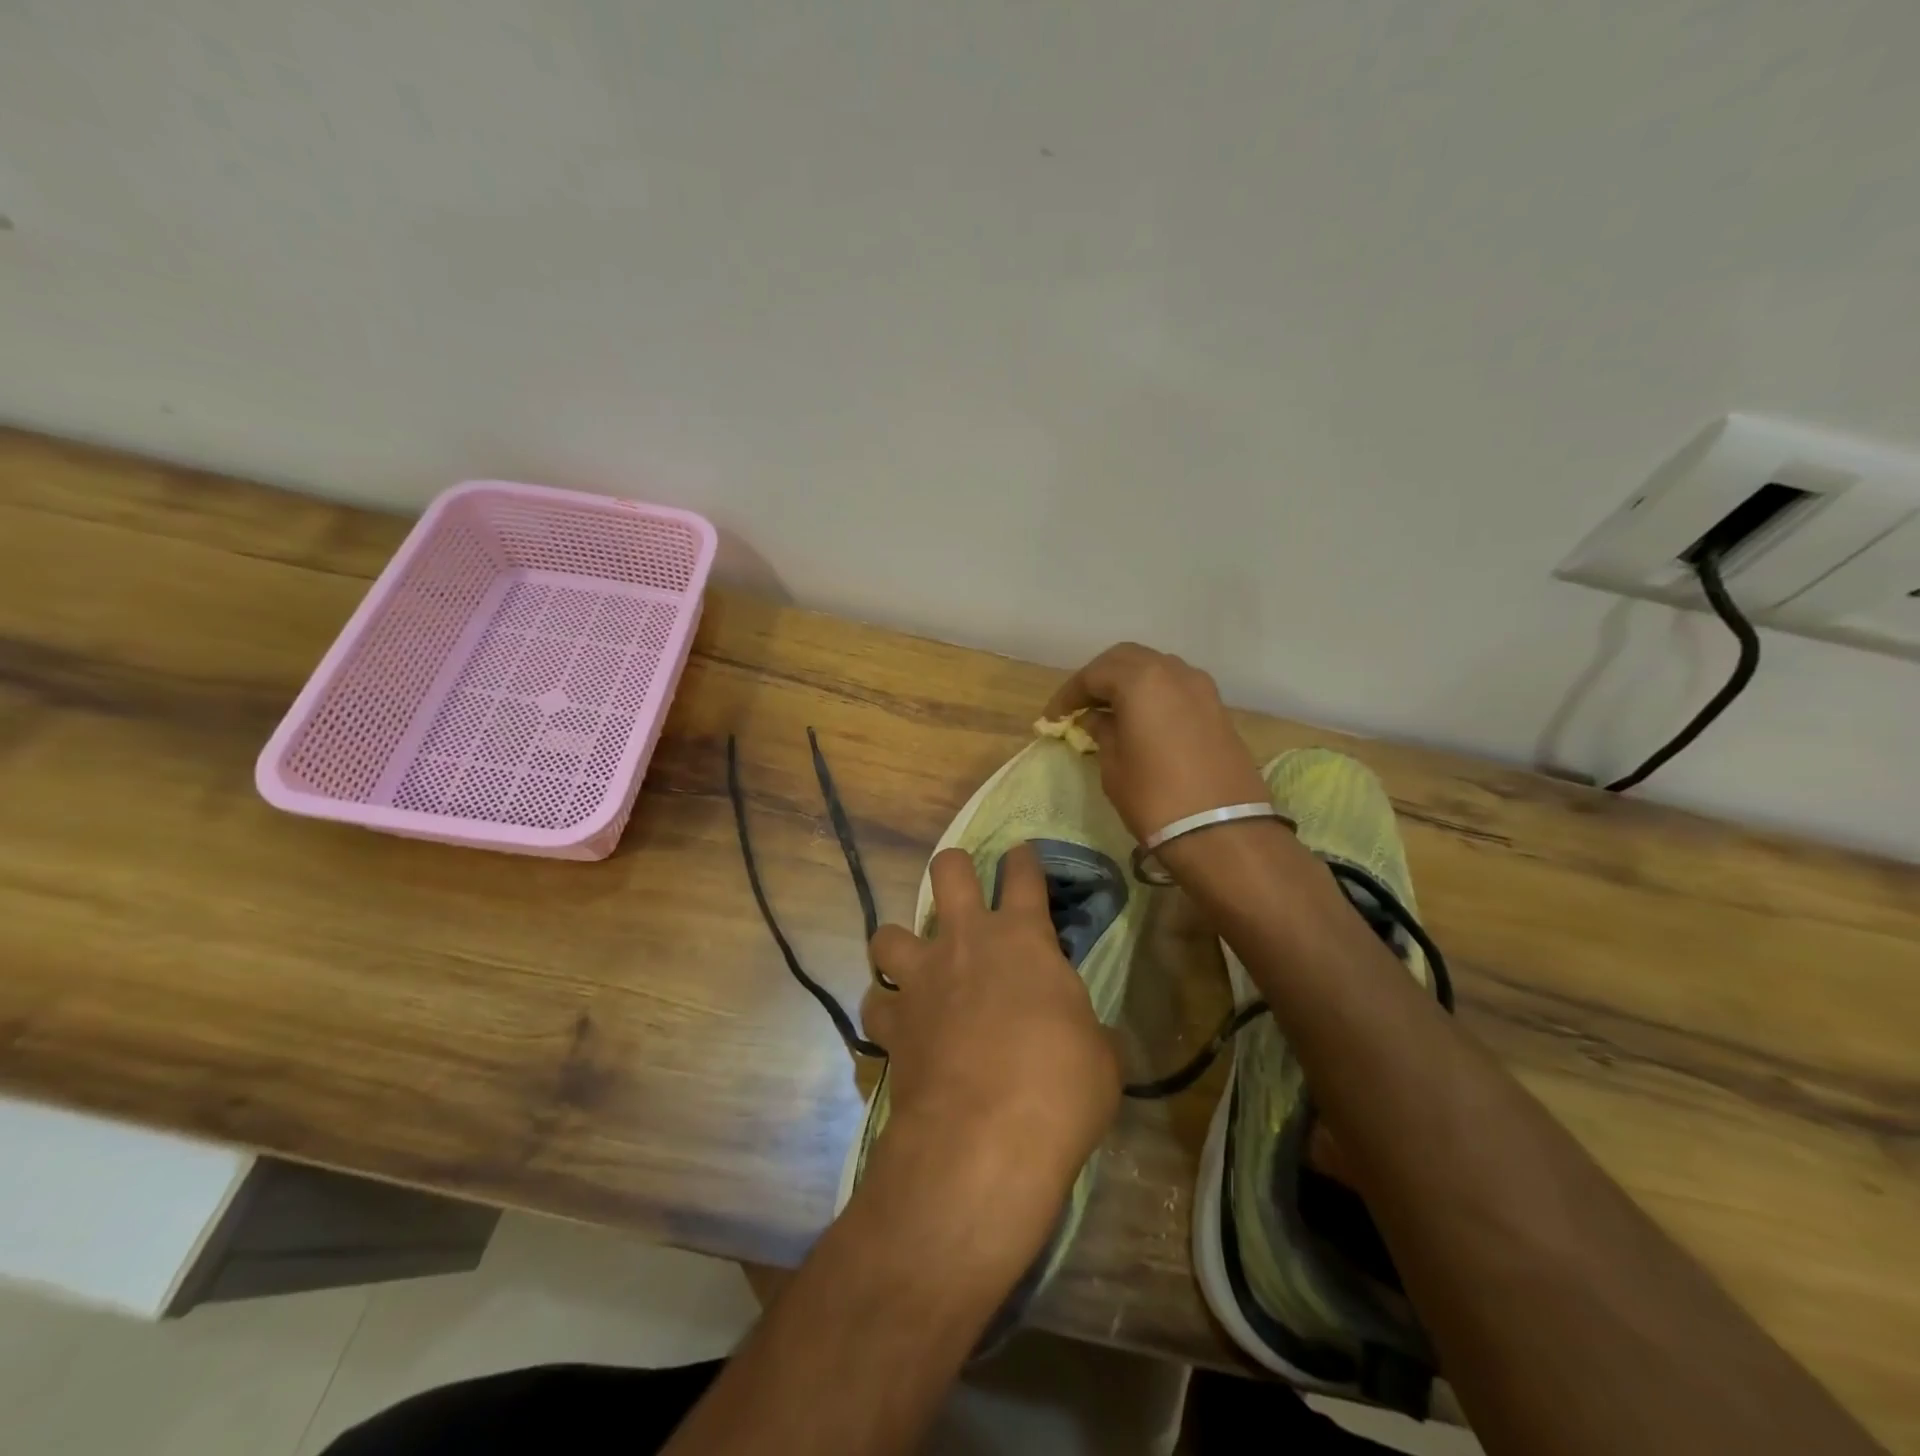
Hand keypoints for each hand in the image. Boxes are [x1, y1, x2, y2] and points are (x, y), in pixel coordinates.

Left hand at [863, 844, 1119, 1238]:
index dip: (1023, 860)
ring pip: (888, 932)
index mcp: (1023, 938)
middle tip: (961, 883)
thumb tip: (1090, 1038)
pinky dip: (885, 1008)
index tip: (1021, 854)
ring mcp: (921, 978)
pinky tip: (896, 1023)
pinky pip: (875, 1001)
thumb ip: (1089, 1032)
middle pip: (948, 871)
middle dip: (954, 867)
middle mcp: (966, 941)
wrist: (985, 1138)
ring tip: (912, 962)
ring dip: (899, 942)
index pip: (1024, 876)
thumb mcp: (1101, 1058)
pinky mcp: (891, 1022)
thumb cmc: (1059, 1088)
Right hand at [1042, 643, 1270, 842]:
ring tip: (1110, 710)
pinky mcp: (1217, 709)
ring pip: (1155, 668)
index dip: (1069, 694)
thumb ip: (1102, 732)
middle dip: (1099, 677)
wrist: (1223, 832)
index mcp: (1141, 680)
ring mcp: (1201, 688)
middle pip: (1126, 659)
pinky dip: (1153, 694)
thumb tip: (1096, 718)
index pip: (1094, 674)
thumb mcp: (1114, 766)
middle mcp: (1173, 672)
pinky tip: (1141, 719)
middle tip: (1080, 705)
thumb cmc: (1155, 798)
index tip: (1053, 717)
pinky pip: (1176, 687)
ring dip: (1129, 682)